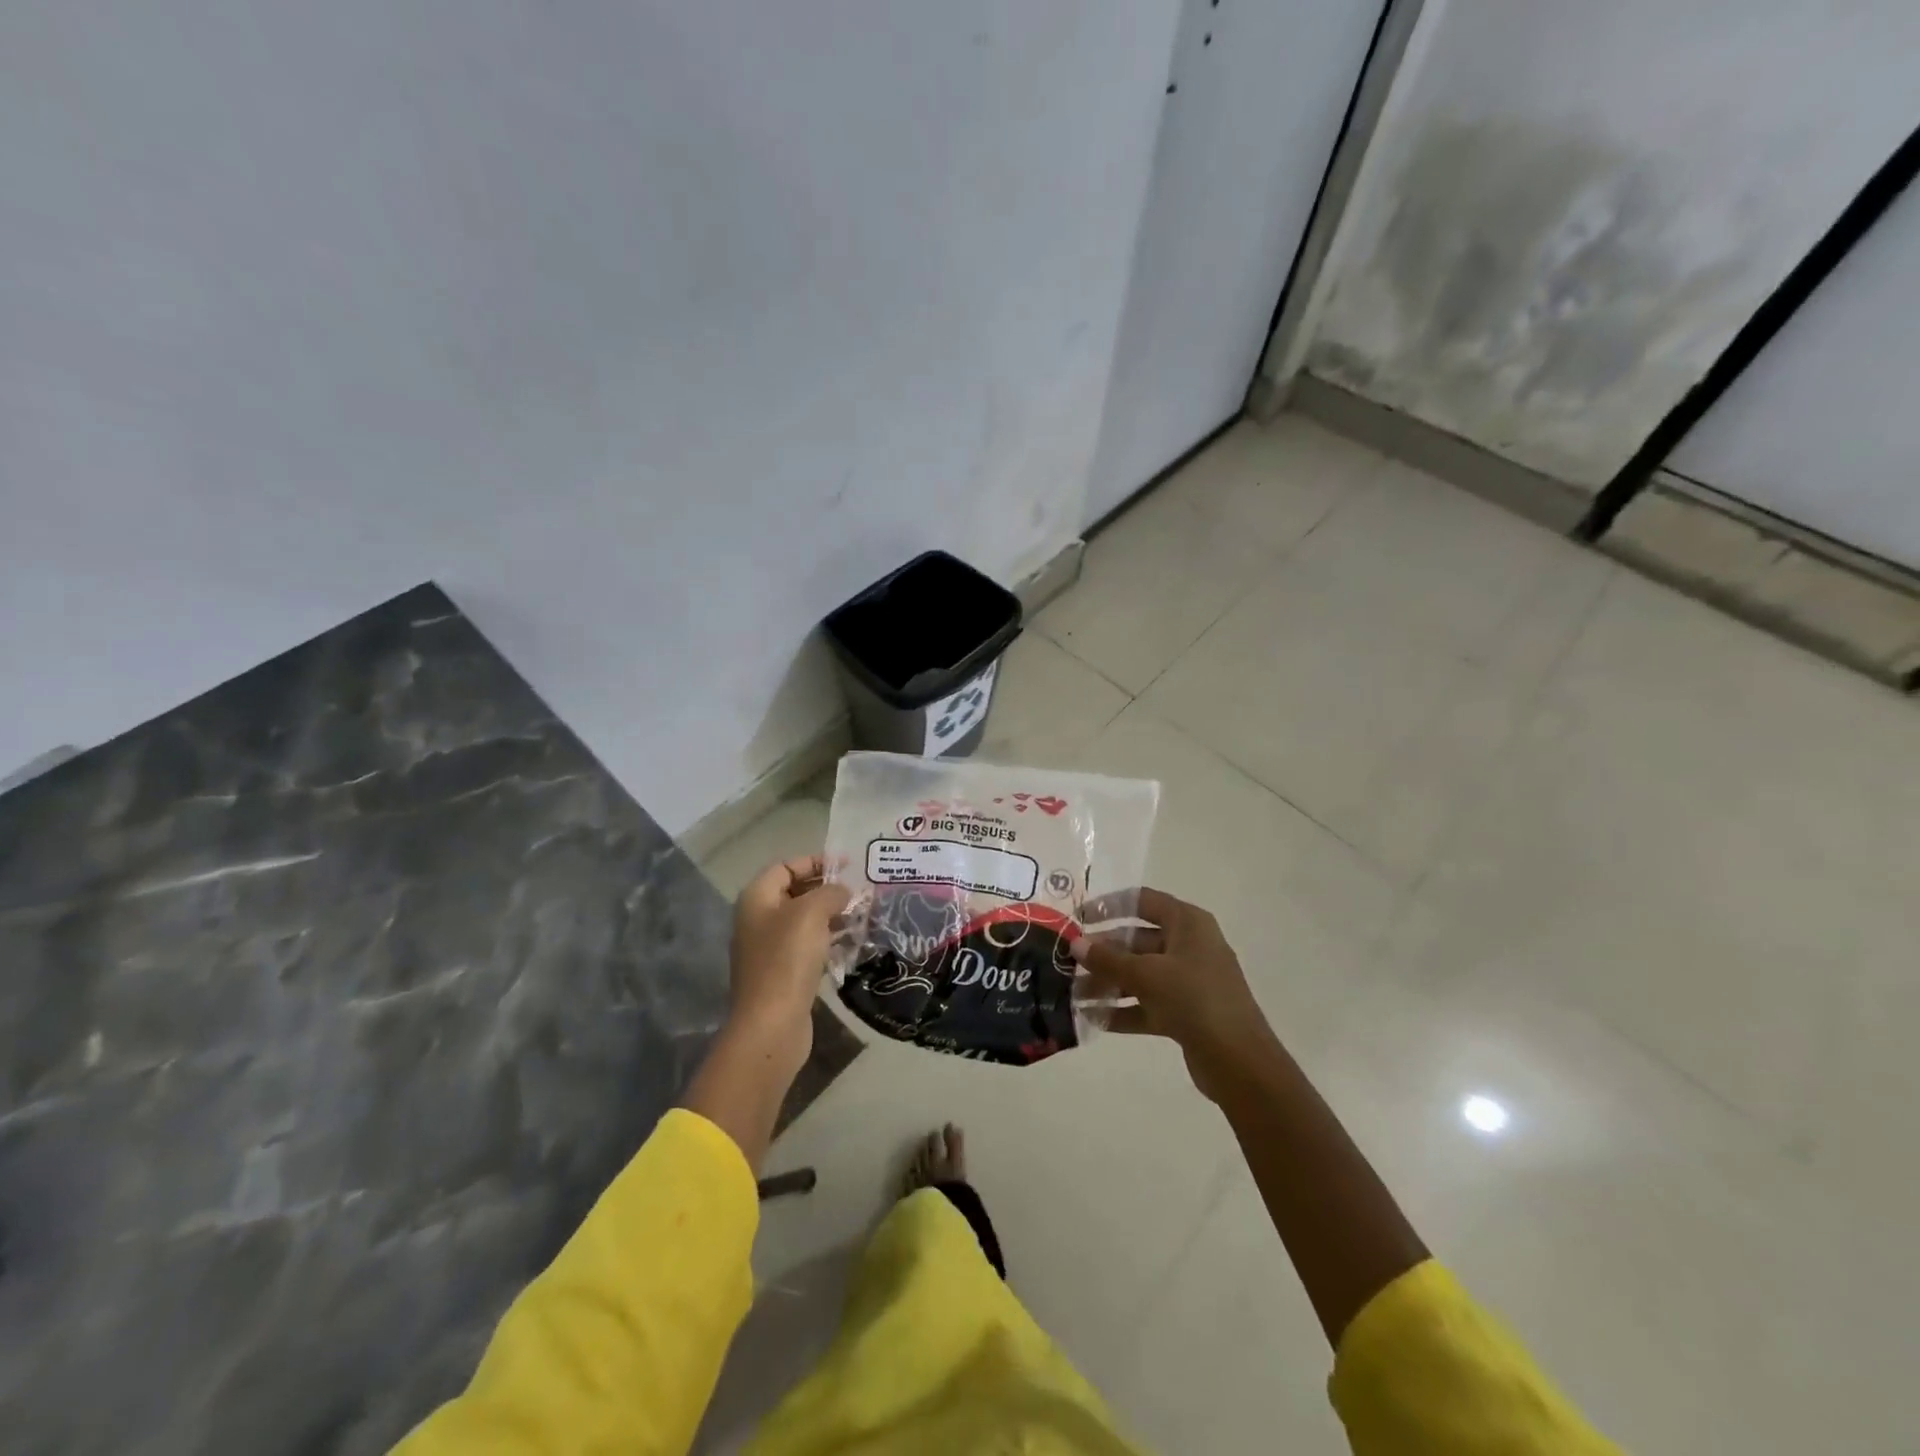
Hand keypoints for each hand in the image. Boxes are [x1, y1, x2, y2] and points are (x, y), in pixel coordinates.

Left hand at [729, 855, 850, 1056]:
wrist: (772, 1024)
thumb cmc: (788, 959)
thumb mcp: (812, 913)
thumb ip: (830, 892)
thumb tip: (842, 892)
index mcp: (757, 899)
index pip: (786, 866)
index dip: (817, 861)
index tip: (849, 866)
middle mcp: (758, 920)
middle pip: (796, 892)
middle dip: (828, 890)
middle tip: (859, 893)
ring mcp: (768, 949)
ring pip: (805, 921)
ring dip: (833, 916)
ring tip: (863, 917)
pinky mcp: (782, 974)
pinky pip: (808, 947)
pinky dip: (829, 941)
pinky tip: (852, 945)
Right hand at [1074, 886, 1278, 1102]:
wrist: (1239, 1061)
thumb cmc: (1195, 999)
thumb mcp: (1147, 974)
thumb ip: (1108, 959)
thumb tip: (1075, 944)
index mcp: (1188, 923)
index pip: (1143, 901)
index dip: (1110, 905)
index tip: (1079, 917)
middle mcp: (1189, 946)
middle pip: (1137, 940)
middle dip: (1103, 952)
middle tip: (1069, 962)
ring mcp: (1188, 981)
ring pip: (1140, 974)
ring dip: (1108, 983)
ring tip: (1074, 995)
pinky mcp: (1186, 1012)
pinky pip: (1147, 1003)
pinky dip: (1123, 1009)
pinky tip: (1093, 1019)